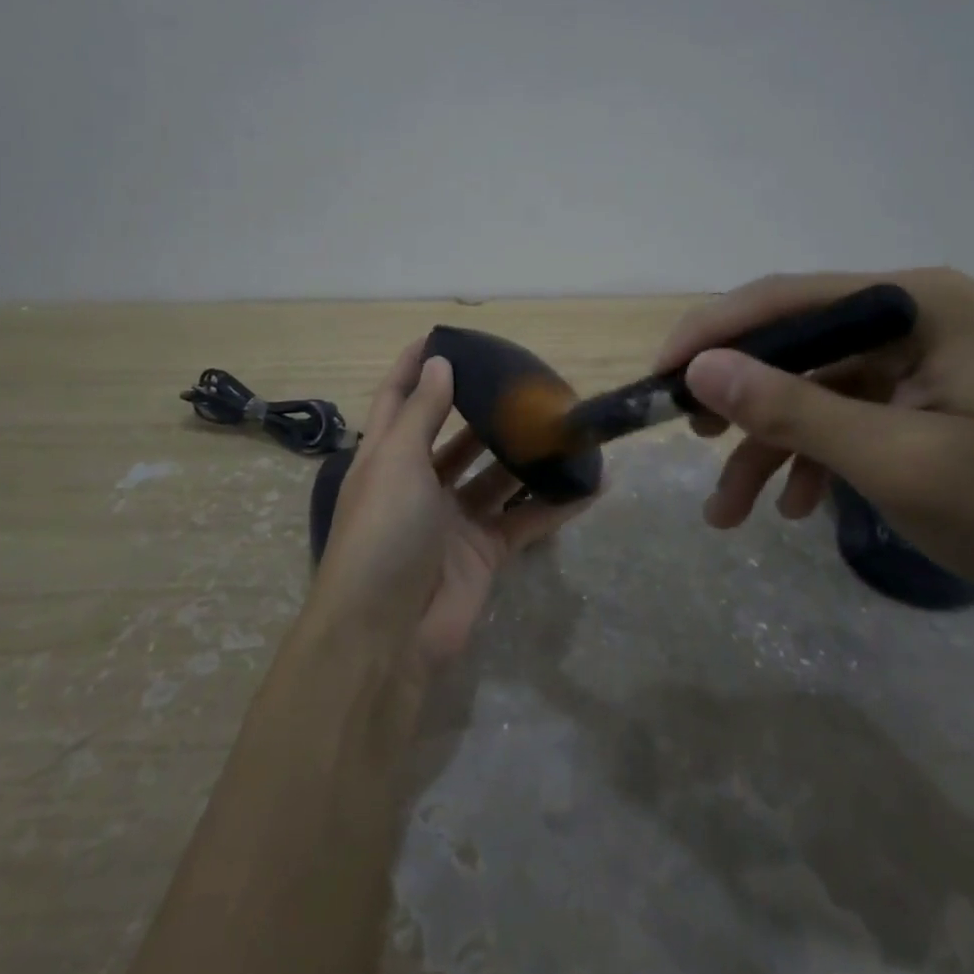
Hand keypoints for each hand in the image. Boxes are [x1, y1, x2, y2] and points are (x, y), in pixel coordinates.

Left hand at [306, 340, 593, 677]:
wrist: (385, 636)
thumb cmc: (382, 534)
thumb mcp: (396, 463)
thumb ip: (422, 413)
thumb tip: (439, 363)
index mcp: (386, 459)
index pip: (399, 400)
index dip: (416, 367)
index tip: (444, 336)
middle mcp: (419, 485)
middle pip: (455, 437)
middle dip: (484, 410)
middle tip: (524, 381)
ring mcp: (453, 521)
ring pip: (496, 477)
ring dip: (526, 455)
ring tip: (563, 424)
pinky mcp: (484, 554)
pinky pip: (524, 520)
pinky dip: (555, 504)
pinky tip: (591, 483)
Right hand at [659, 269, 973, 612]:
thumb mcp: (894, 460)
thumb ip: (793, 410)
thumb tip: (700, 369)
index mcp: (915, 304)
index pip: (788, 300)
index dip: (713, 333)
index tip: (659, 375)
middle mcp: (912, 317)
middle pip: (794, 344)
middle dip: (738, 399)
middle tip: (689, 437)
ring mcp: (917, 360)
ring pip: (811, 390)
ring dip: (767, 447)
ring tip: (728, 510)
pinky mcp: (920, 400)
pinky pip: (843, 417)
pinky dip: (811, 459)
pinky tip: (796, 507)